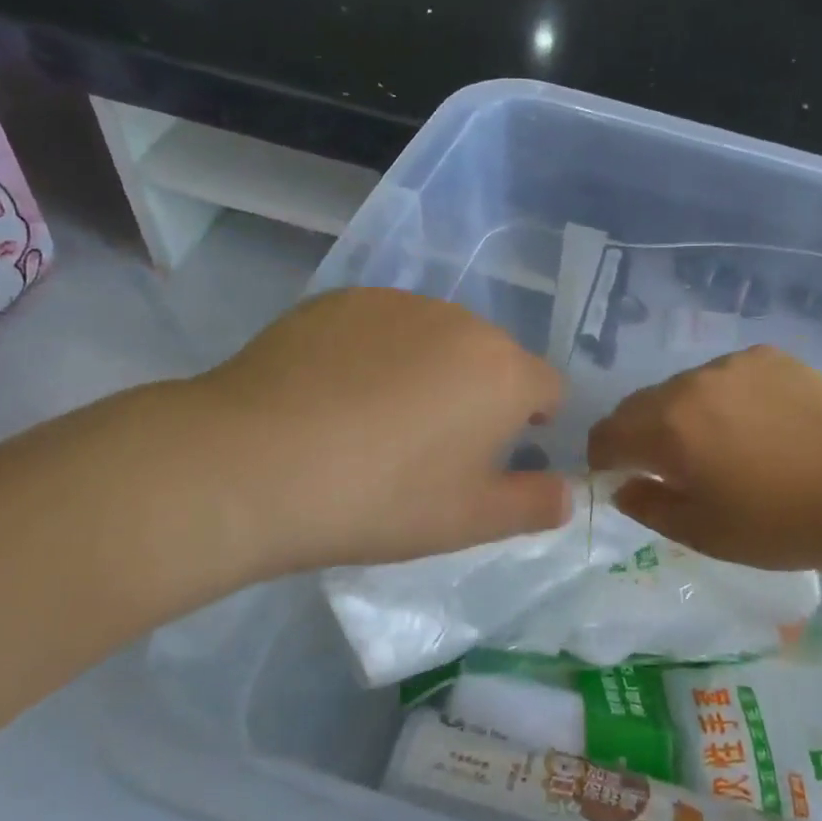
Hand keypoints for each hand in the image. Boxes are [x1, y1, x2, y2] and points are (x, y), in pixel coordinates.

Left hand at [181, 288, 568, 578]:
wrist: (254, 464)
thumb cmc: (381, 499)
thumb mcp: (469, 520)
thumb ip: (533, 505)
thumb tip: (567, 493)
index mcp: (503, 372)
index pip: (548, 387)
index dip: (535, 420)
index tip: (501, 453)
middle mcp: (460, 322)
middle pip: (491, 357)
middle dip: (479, 394)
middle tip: (433, 447)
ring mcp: (396, 303)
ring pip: (435, 338)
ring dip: (429, 369)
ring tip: (376, 420)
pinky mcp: (339, 300)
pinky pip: (380, 327)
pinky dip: (375, 354)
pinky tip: (333, 395)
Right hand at [587, 345, 821, 570]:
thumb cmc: (783, 521)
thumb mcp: (706, 533)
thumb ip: (649, 508)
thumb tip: (623, 486)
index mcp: (668, 428)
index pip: (608, 434)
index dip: (604, 458)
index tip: (620, 479)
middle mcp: (691, 384)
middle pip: (642, 405)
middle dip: (642, 436)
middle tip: (672, 469)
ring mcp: (732, 364)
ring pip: (684, 388)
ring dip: (685, 414)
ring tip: (723, 445)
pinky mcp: (768, 357)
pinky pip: (726, 376)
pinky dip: (725, 399)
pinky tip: (760, 425)